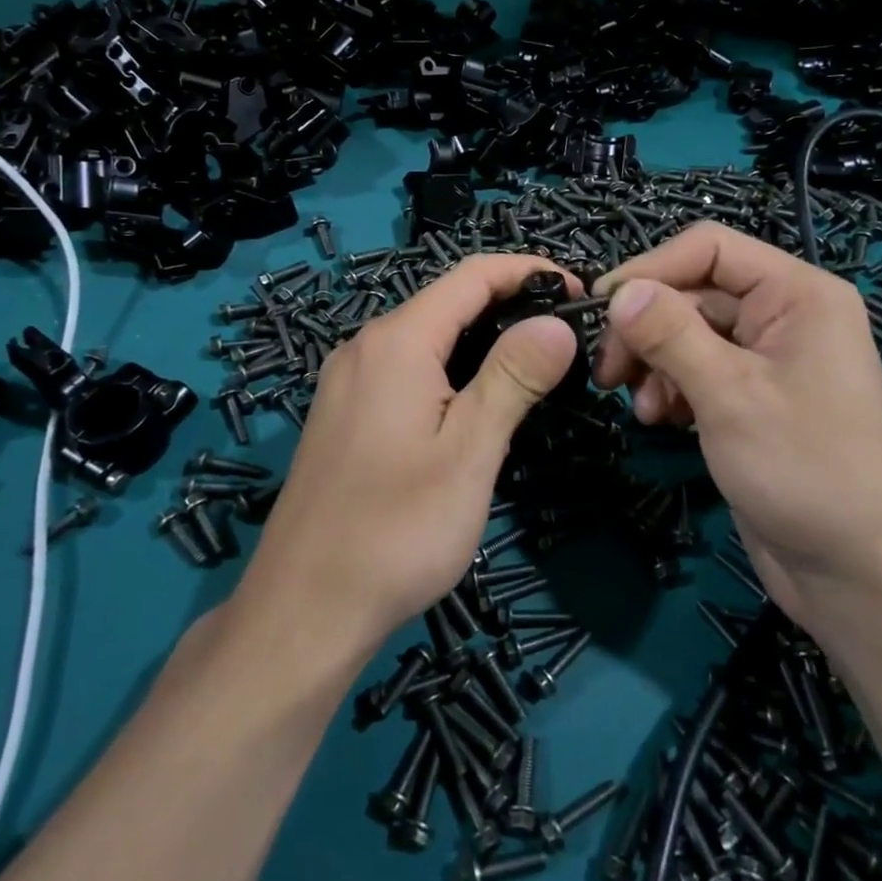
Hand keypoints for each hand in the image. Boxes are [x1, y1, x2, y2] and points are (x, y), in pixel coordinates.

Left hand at [236, 254, 581, 659]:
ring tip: (535, 363)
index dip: (528, 271)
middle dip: (509, 303)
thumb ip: (513, 377)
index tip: (578, 292)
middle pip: (447, 300)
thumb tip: (556, 321)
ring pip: (426, 334)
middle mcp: (365, 346)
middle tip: (566, 334)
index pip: (472, 275)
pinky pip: (406, 366)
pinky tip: (476, 398)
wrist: (303, 609)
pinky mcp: (344, 412)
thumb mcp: (469, 452)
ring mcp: (348, 379)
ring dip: (482, 336)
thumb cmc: (397, 530)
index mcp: (396, 341)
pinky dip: (451, 365)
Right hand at [592, 222, 881, 627]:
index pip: (709, 248)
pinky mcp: (753, 396)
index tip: (601, 308)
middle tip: (608, 371)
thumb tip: (618, 291)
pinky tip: (659, 419)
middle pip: (693, 292)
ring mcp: (768, 357)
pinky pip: (698, 369)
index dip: (650, 269)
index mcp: (797, 294)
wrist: (856, 575)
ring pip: (688, 333)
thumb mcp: (729, 395)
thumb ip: (669, 333)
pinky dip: (671, 388)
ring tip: (639, 407)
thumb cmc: (804, 470)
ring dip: (654, 363)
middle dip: (646, 328)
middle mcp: (784, 314)